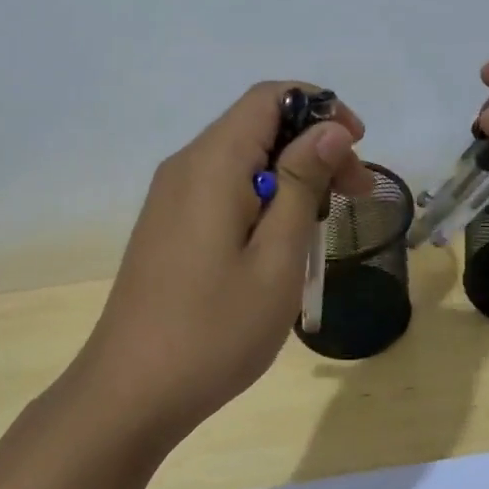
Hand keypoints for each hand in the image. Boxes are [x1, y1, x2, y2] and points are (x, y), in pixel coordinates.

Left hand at [74, 82, 369, 435]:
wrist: (131, 392)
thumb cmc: (215, 329)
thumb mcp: (276, 258)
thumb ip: (301, 184)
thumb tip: (329, 128)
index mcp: (212, 163)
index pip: (269, 97)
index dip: (321, 109)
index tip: (357, 149)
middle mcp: (185, 166)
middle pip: (257, 126)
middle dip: (313, 147)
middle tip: (354, 196)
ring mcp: (171, 197)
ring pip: (242, 159)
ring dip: (290, 177)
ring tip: (320, 226)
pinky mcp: (168, 225)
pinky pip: (222, 188)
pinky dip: (261, 198)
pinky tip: (279, 243)